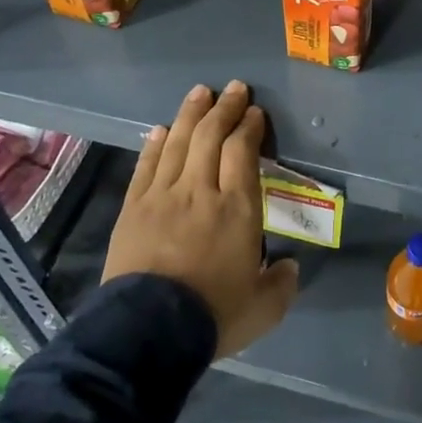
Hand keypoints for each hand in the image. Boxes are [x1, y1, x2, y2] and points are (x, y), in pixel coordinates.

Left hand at [103, 80, 297, 358]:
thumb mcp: (262, 309)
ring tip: (200, 92)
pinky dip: (155, 144)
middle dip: (225, 108)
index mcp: (238, 208)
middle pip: (211, 136)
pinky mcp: (133, 208)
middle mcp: (201, 191)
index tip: (254, 113)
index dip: (249, 127)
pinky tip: (161, 129)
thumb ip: (280, 284)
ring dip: (191, 114)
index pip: (242, 151)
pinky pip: (146, 166)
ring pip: (178, 142)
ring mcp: (162, 196)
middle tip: (234, 89)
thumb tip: (288, 266)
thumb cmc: (212, 316)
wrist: (147, 333)